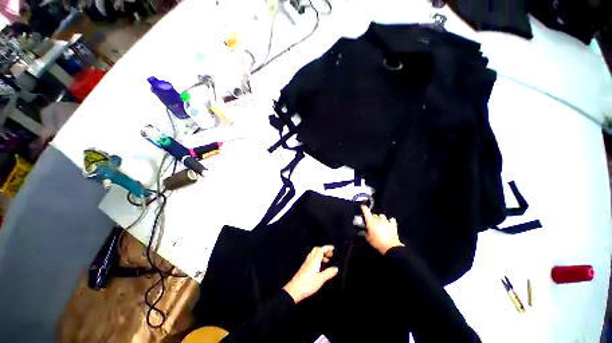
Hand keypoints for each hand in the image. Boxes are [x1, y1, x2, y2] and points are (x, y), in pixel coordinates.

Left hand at [283, 245, 338, 303]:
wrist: (294, 291)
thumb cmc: (306, 285)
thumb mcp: (320, 280)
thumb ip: (328, 273)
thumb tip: (336, 268)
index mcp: (314, 261)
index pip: (321, 250)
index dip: (327, 248)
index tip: (333, 248)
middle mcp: (309, 260)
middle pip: (316, 250)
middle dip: (324, 250)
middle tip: (330, 254)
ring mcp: (306, 264)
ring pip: (314, 254)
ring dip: (321, 254)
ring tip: (327, 260)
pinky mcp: (304, 268)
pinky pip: (311, 259)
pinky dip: (317, 259)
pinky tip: (319, 266)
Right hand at [361, 205, 403, 254]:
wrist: (390, 247)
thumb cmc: (377, 243)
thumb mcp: (368, 238)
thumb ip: (365, 232)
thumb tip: (365, 230)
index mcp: (370, 221)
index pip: (366, 211)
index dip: (364, 208)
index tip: (363, 207)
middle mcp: (378, 219)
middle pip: (374, 215)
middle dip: (373, 218)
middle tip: (372, 224)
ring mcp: (386, 221)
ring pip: (382, 216)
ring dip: (380, 219)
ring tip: (380, 224)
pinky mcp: (393, 224)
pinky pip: (391, 220)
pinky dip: (390, 221)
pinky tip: (389, 224)